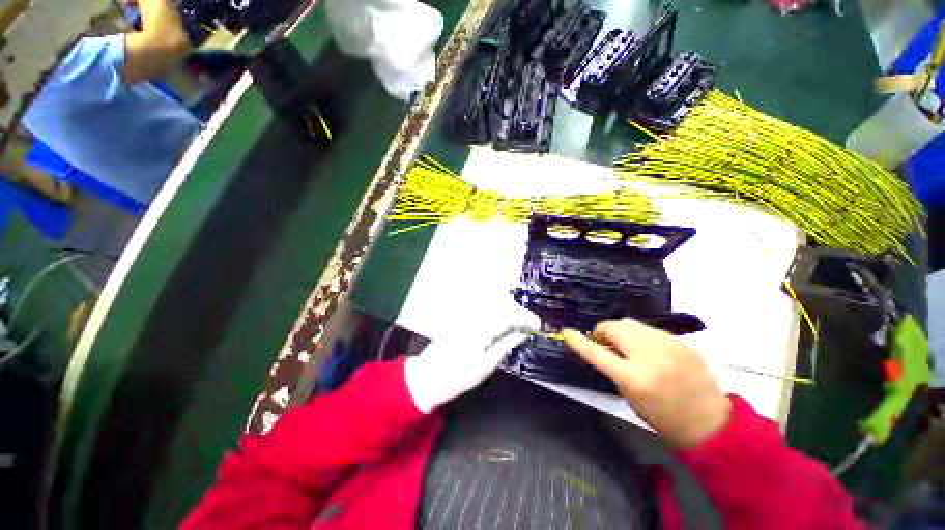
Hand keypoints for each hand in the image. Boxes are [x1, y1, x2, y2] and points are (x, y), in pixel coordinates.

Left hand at [404, 306, 538, 412]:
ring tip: (517, 322)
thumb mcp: (486, 365)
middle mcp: (474, 315)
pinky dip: (496, 309)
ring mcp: (466, 314)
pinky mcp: (461, 316)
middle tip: (529, 324)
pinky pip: (483, 306)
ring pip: (492, 302)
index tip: (538, 325)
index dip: (526, 317)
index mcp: (481, 328)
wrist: (428, 376)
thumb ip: (505, 345)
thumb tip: (523, 333)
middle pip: (501, 303)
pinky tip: (501, 319)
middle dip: (519, 311)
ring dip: (508, 308)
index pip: (509, 315)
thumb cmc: (458, 376)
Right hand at [562, 319, 730, 449]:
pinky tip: (648, 350)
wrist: (711, 423)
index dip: (579, 341)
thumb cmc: (662, 416)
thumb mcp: (629, 396)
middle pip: (614, 327)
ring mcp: (669, 345)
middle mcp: (650, 356)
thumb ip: (613, 368)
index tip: (567, 332)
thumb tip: (604, 346)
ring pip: (631, 323)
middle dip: (603, 332)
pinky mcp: (682, 342)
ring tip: (626, 346)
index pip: (596, 353)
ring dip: (621, 332)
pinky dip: (641, 336)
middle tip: (605, 344)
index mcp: (633, 377)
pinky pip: (650, 330)